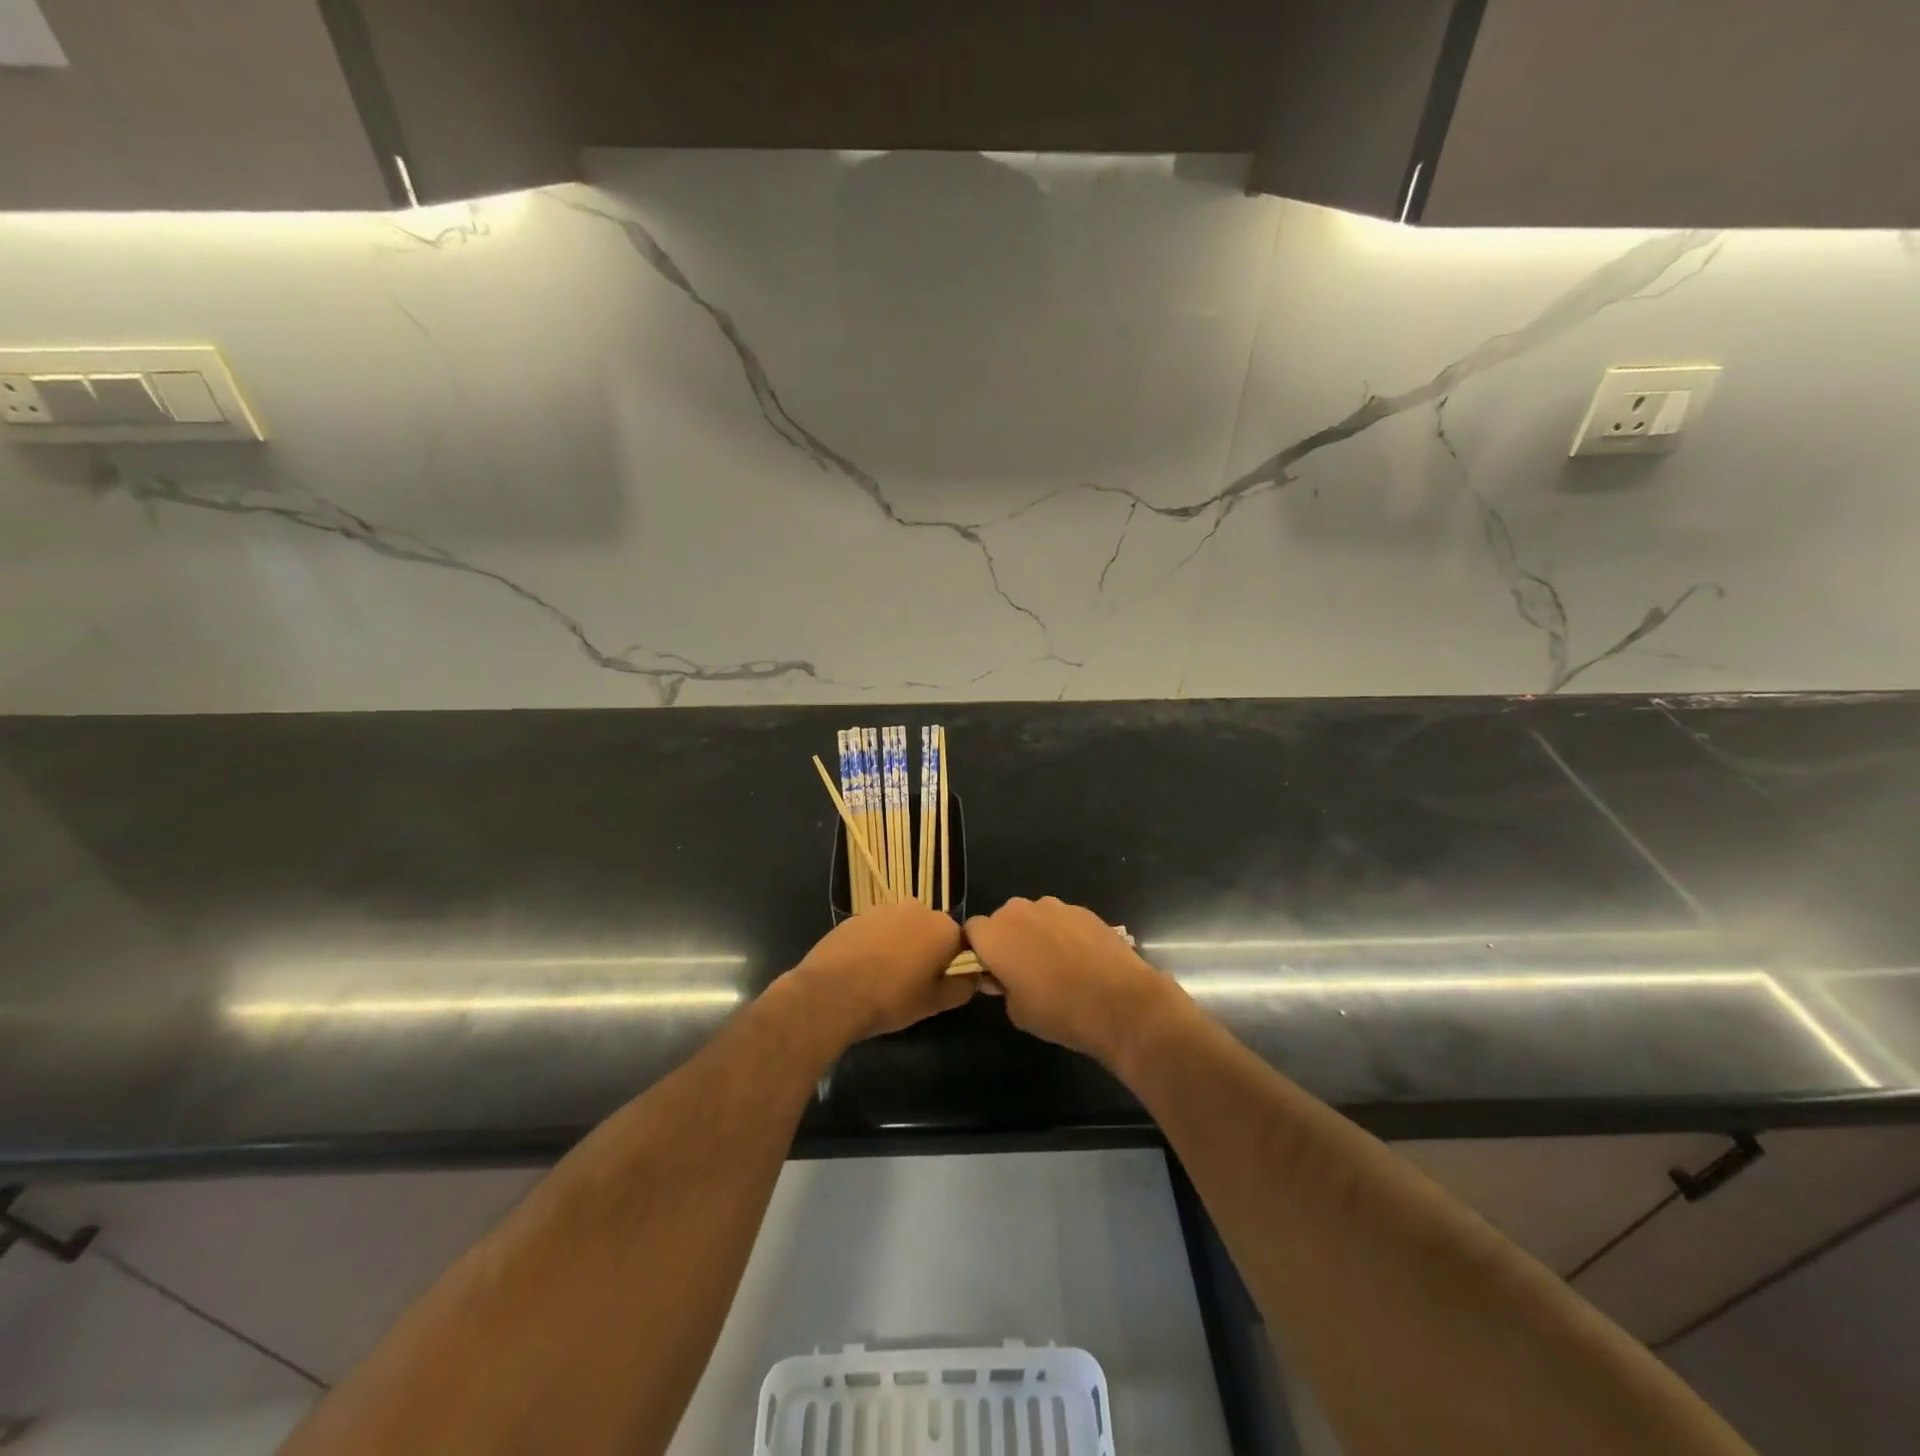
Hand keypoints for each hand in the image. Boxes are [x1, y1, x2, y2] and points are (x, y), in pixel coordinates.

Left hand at [789, 902, 974, 1045]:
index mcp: (943, 928)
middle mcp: (917, 909)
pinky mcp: (856, 916)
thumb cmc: (891, 999)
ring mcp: (884, 909)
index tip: (939, 985)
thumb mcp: (934, 1003)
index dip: (952, 965)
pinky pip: (876, 930)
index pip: (960, 943)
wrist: (832, 993)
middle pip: (930, 931)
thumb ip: (962, 987)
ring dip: (900, 946)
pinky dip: (875, 945)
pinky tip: (862, 970)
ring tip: (884, 978)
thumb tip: (972, 977)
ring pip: (902, 928)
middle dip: (926, 951)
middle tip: (913, 983)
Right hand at [963, 897, 1175, 1066]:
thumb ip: (1002, 988)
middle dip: (1008, 939)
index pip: (971, 931)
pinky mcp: (1082, 909)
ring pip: (1033, 916)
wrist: (1119, 1002)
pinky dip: (1063, 934)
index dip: (979, 951)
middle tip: (1023, 971)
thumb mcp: (1017, 1012)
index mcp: (994, 935)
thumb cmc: (1059, 1011)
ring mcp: (1053, 906)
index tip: (991, 972)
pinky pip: (1061, 919)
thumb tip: (1004, 978)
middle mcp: (1019, 911)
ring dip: (1036, 934)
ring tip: (1057, 965)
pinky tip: (1080, 959)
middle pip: (1003, 919)